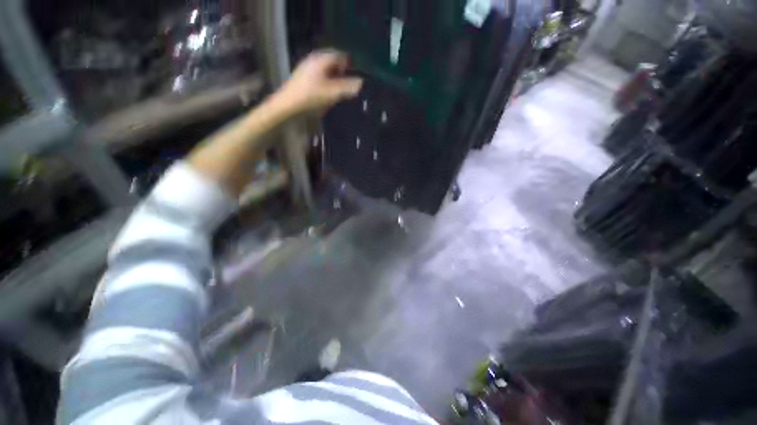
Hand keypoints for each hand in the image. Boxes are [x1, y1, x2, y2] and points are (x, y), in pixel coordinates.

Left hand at [274, 50, 363, 115]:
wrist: (287, 105)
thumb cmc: (310, 97)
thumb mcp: (332, 93)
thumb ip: (347, 87)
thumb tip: (361, 83)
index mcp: (321, 59)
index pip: (340, 55)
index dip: (349, 65)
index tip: (354, 78)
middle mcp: (314, 59)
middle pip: (333, 61)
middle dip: (342, 72)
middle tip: (347, 86)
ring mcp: (307, 67)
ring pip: (326, 68)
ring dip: (334, 78)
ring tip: (338, 91)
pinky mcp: (303, 76)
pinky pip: (320, 74)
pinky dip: (327, 81)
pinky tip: (327, 93)